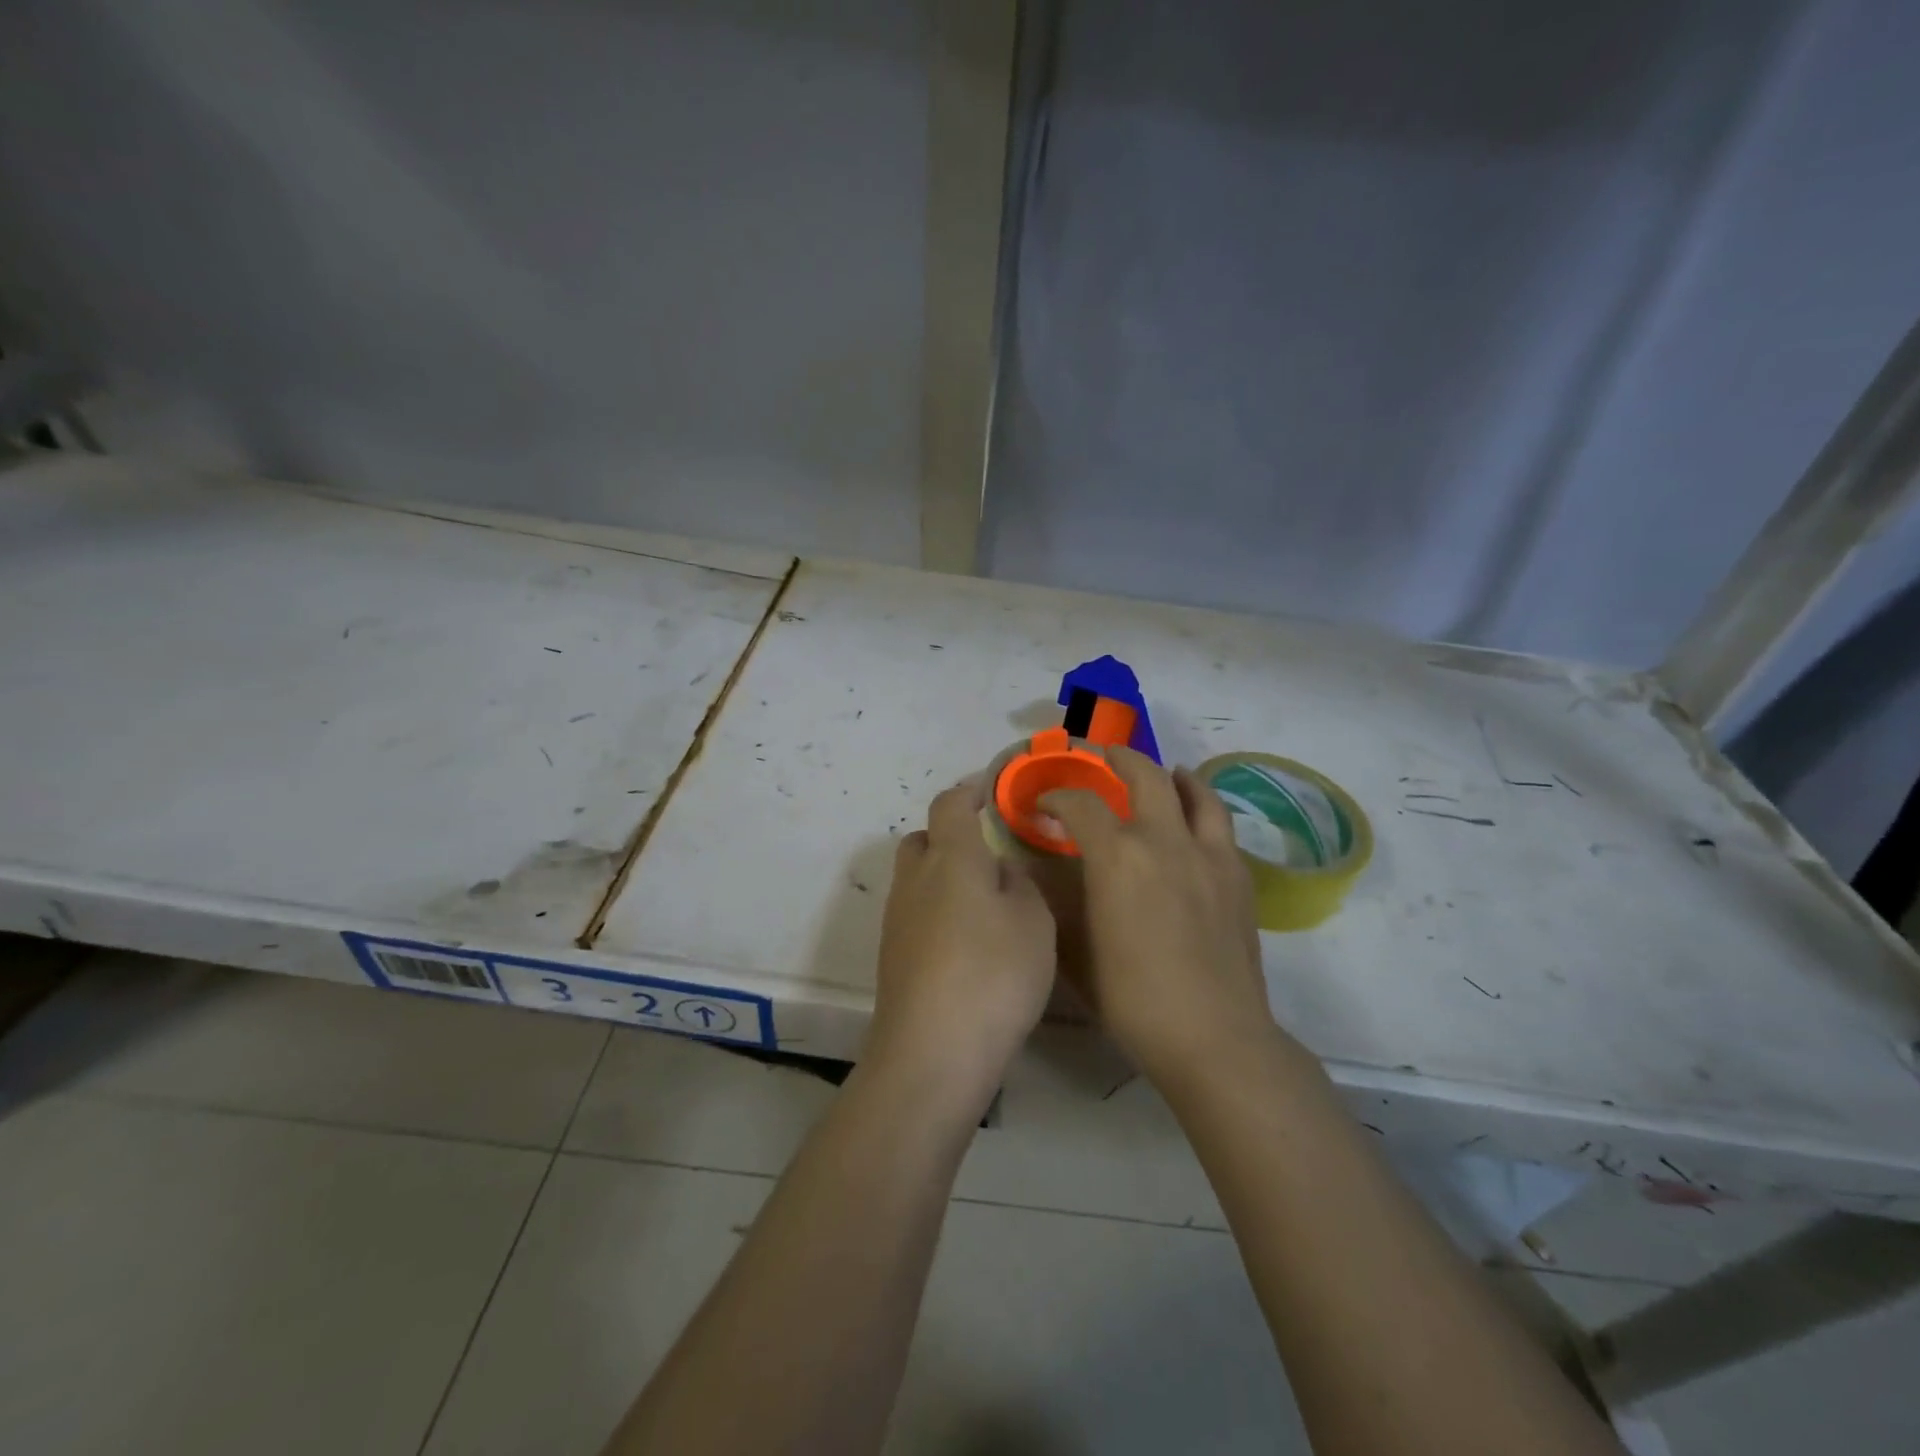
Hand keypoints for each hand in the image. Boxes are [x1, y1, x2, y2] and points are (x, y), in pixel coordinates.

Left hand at [866, 776, 1057, 1108]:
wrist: (932, 1053)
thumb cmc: (993, 974)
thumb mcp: (1034, 922)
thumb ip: (1019, 884)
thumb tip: (998, 871)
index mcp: (951, 858)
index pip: (951, 804)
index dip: (970, 790)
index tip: (990, 788)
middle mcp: (915, 880)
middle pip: (924, 840)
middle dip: (951, 836)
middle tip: (988, 855)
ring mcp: (897, 920)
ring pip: (917, 879)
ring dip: (944, 879)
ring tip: (984, 904)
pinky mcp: (892, 957)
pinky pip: (915, 915)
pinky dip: (938, 914)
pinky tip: (966, 945)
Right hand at [1040, 746, 1279, 1081]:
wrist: (1213, 1035)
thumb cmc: (1132, 999)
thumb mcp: (1075, 951)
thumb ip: (1056, 902)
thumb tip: (1040, 874)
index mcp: (1117, 856)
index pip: (1079, 803)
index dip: (1056, 795)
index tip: (1044, 802)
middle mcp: (1164, 840)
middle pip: (1143, 773)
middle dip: (1115, 758)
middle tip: (1100, 758)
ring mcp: (1208, 854)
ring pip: (1193, 790)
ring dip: (1170, 774)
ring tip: (1161, 773)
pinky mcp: (1237, 875)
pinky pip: (1219, 823)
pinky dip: (1202, 808)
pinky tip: (1194, 824)